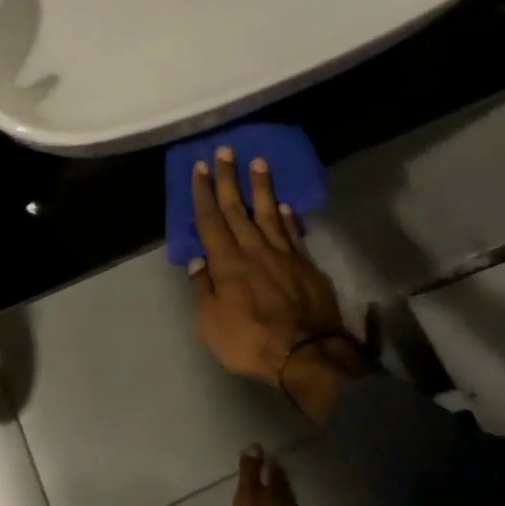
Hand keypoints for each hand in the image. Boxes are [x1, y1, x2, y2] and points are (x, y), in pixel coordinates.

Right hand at [189, 148, 369, 421]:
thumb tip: (196, 261)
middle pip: (237, 208)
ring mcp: (282, 255)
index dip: (204, 193)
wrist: (308, 355)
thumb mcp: (211, 324)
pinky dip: (286, 217)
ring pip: (268, 213)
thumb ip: (203, 289)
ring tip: (258, 162)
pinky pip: (292, 233)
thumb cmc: (251, 341)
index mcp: (226, 262)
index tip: (201, 167)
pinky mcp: (306, 265)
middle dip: (228, 178)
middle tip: (225, 150)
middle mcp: (253, 249)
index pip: (211, 220)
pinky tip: (283, 205)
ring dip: (261, 187)